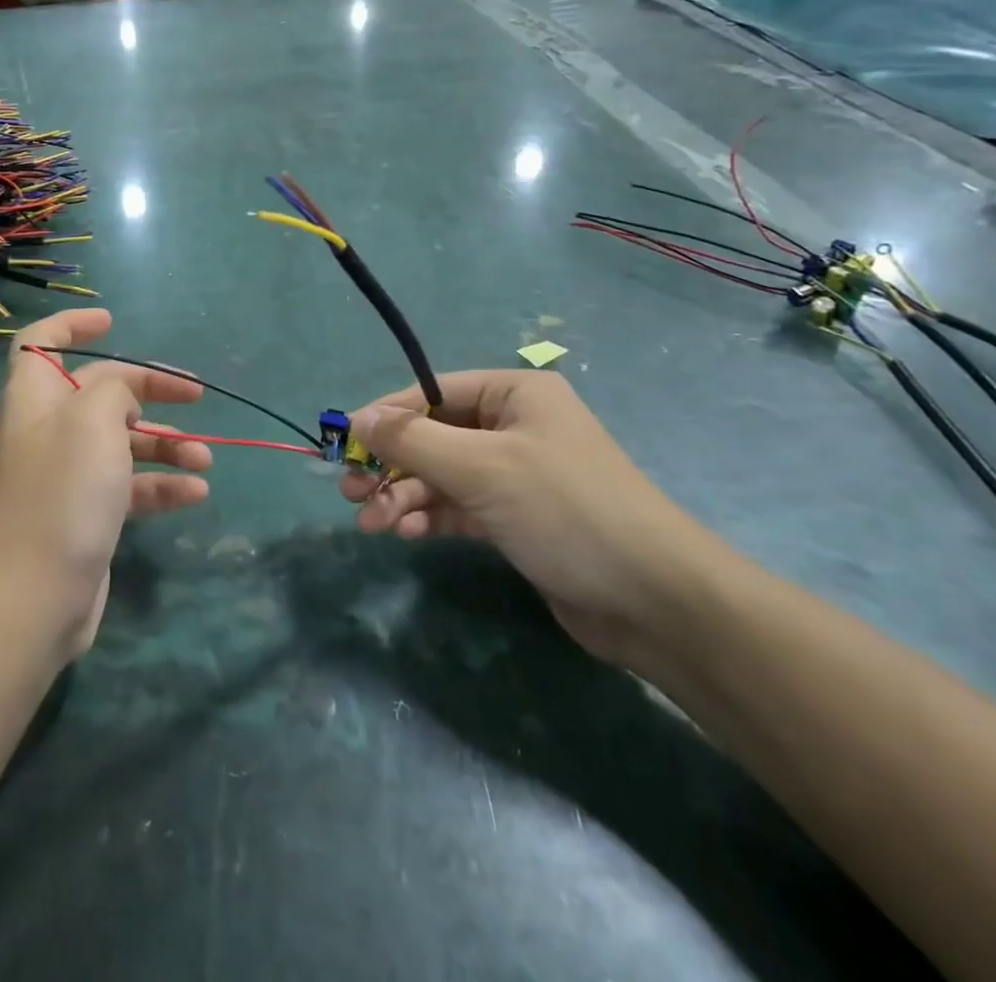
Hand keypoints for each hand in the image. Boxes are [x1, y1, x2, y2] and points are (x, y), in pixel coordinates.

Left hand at [0, 308, 209, 659]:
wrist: (34, 598)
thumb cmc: (62, 493)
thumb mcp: (93, 419)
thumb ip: (113, 387)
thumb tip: (120, 395)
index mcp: (35, 398)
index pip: (40, 343)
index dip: (71, 325)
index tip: (113, 322)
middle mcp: (47, 430)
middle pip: (100, 392)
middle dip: (148, 389)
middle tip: (195, 394)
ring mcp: (66, 476)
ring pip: (121, 442)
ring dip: (166, 445)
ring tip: (205, 459)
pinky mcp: (85, 514)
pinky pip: (128, 486)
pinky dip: (161, 486)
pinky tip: (196, 494)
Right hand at [338, 372, 721, 668]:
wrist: (654, 602)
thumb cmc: (565, 510)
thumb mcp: (481, 467)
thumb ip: (413, 441)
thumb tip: (355, 418)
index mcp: (514, 394)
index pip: (431, 393)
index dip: (384, 416)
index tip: (341, 443)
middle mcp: (513, 426)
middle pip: (432, 436)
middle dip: (391, 464)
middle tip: (349, 490)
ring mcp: (515, 474)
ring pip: (441, 475)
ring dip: (403, 496)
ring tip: (370, 523)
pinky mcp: (515, 518)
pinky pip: (458, 506)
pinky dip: (430, 517)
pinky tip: (405, 533)